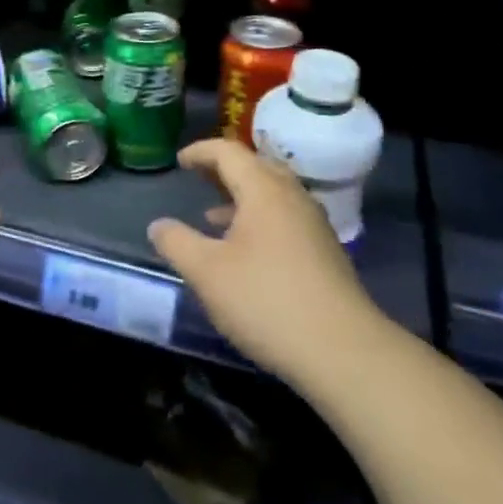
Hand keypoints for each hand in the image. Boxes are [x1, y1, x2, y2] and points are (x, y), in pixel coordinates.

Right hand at [147, 138, 379, 388]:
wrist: (344, 352)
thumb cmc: (266, 301)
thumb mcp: (207, 273)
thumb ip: (177, 243)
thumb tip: (158, 225)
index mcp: (264, 190)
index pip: (228, 152)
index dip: (200, 152)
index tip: (180, 161)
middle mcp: (292, 196)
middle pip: (255, 167)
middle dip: (223, 170)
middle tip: (198, 178)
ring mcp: (313, 224)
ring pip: (273, 194)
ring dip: (241, 197)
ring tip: (213, 217)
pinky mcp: (325, 252)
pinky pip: (285, 217)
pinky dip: (260, 219)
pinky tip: (246, 252)